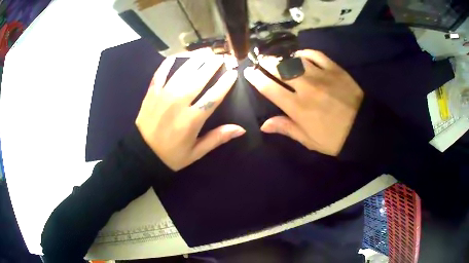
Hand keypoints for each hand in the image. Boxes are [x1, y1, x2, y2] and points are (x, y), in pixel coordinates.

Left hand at [136, 51, 244, 170]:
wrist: (142, 154)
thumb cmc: (171, 155)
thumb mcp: (196, 152)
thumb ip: (217, 138)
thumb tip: (241, 129)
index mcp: (192, 119)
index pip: (213, 96)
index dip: (225, 83)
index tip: (233, 73)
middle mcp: (179, 103)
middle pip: (199, 78)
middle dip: (212, 65)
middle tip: (221, 57)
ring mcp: (163, 95)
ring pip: (183, 72)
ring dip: (195, 60)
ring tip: (205, 53)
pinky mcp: (152, 92)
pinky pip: (161, 73)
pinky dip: (168, 63)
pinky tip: (177, 56)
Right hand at [244, 50, 363, 155]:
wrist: (364, 129)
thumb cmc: (335, 138)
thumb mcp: (309, 140)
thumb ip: (286, 128)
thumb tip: (264, 124)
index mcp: (298, 108)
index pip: (269, 89)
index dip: (255, 78)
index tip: (248, 72)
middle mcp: (306, 88)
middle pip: (279, 70)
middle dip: (265, 63)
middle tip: (259, 60)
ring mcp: (321, 76)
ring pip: (295, 61)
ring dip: (282, 58)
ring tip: (277, 59)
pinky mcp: (334, 69)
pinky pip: (315, 55)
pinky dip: (304, 53)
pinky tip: (300, 56)